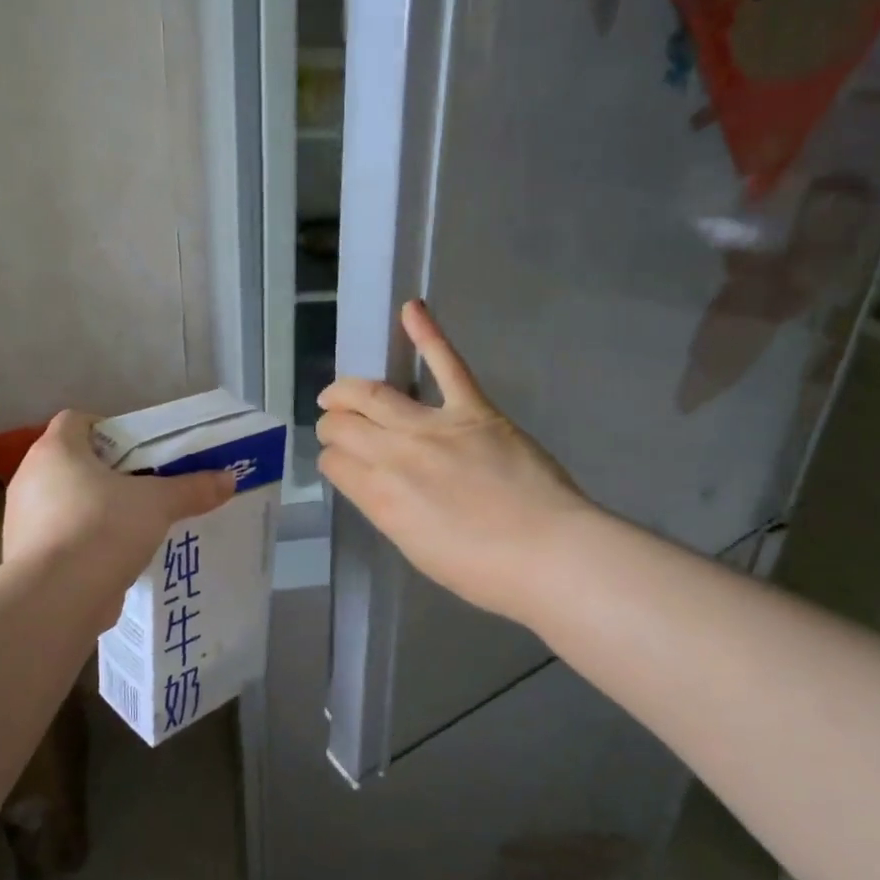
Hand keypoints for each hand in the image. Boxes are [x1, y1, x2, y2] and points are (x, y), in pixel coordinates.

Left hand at [4, 411, 233, 614]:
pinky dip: (82, 543)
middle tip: (143, 488)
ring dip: (94, 510)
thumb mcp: (158, 504)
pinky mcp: (24, 556)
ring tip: (132, 527)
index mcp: (56, 450)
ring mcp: (21, 519)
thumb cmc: (103, 528)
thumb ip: (191, 489)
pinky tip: (112, 558)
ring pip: (64, 502)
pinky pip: (59, 537)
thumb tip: (229, 479)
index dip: (107, 429)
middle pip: (72, 463)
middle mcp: (30, 477)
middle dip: (107, 474)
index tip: (137, 450)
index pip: (76, 421)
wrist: (55, 597)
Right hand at [317, 301, 591, 623]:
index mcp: (381, 498)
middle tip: (334, 425)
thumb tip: (379, 486)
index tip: (339, 462)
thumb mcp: (417, 549)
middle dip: (332, 424)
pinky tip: (411, 309)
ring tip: (339, 390)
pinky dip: (429, 335)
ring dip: (348, 390)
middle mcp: (395, 456)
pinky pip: (447, 366)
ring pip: (374, 395)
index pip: (335, 465)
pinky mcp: (473, 410)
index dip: (332, 460)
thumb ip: (390, 510)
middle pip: (345, 427)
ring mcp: (433, 427)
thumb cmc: (483, 570)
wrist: (548, 554)